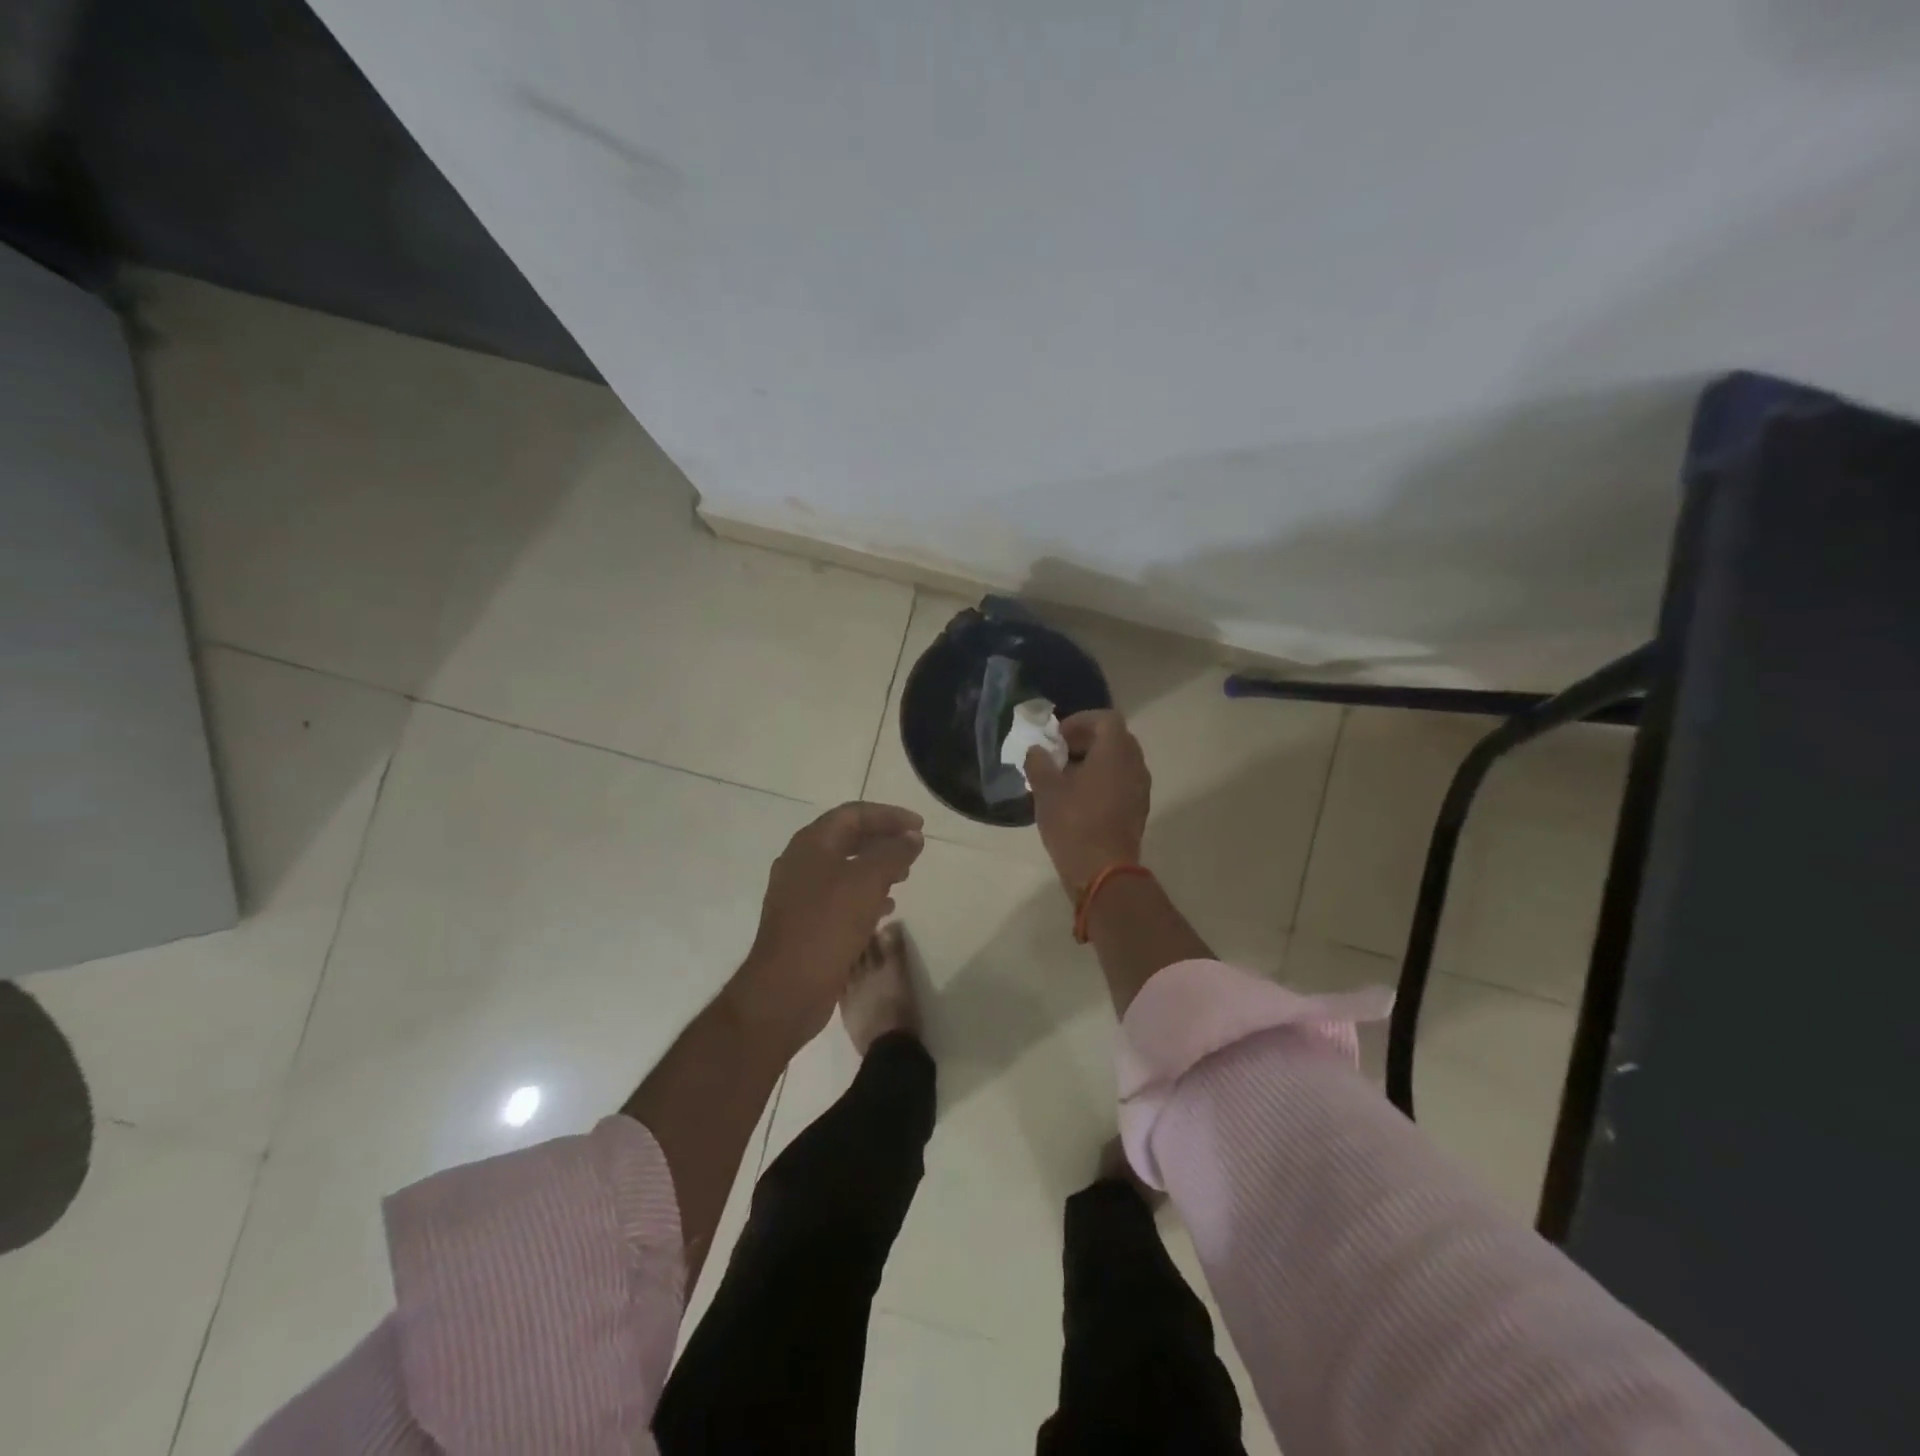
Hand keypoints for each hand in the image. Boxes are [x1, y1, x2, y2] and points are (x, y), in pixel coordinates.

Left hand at [732, 802, 924, 1049]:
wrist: (786, 989)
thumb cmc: (827, 926)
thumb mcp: (868, 882)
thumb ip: (893, 853)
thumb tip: (911, 837)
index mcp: (811, 844)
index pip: (854, 814)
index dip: (889, 815)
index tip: (919, 826)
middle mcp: (801, 863)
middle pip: (847, 838)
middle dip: (883, 841)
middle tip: (913, 850)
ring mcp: (799, 894)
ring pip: (844, 869)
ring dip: (876, 869)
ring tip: (904, 878)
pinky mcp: (804, 923)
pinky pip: (839, 898)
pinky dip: (864, 896)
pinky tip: (885, 910)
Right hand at [1026, 709, 1150, 898]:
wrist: (1103, 872)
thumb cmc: (1074, 823)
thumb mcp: (1046, 790)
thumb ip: (1039, 762)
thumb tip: (1037, 751)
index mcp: (1116, 751)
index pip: (1104, 719)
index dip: (1079, 722)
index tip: (1057, 737)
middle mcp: (1135, 764)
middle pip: (1114, 739)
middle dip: (1086, 741)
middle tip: (1059, 754)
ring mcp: (1140, 788)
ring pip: (1118, 762)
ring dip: (1094, 762)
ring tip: (1065, 778)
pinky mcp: (1138, 810)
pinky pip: (1121, 783)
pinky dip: (1102, 781)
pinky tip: (1078, 799)